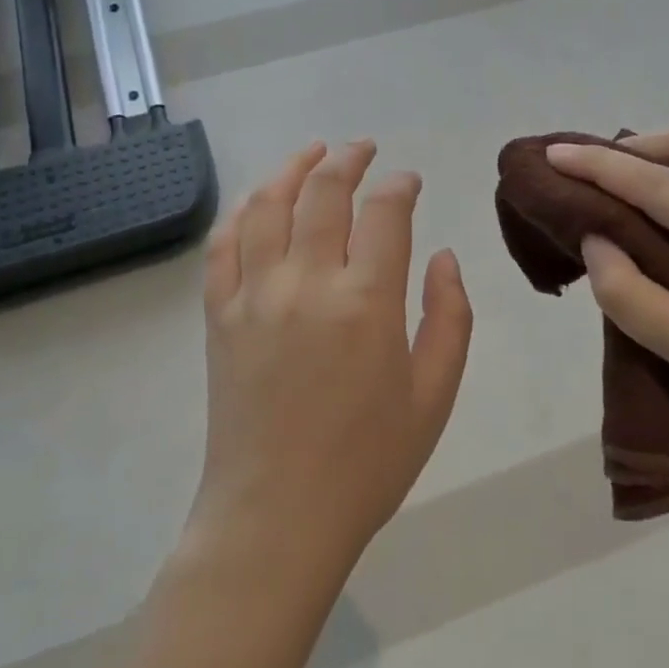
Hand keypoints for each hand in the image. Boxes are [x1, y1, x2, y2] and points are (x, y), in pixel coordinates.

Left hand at [191, 141, 473, 589]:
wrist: (276, 517)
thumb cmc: (367, 463)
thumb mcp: (433, 396)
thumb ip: (449, 318)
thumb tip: (443, 257)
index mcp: (366, 301)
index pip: (384, 212)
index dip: (399, 185)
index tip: (408, 181)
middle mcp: (306, 282)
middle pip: (323, 191)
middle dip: (348, 159)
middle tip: (363, 149)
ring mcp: (254, 294)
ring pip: (267, 204)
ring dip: (291, 168)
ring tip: (312, 152)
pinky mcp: (219, 314)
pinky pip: (223, 245)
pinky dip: (243, 212)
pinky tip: (259, 202)